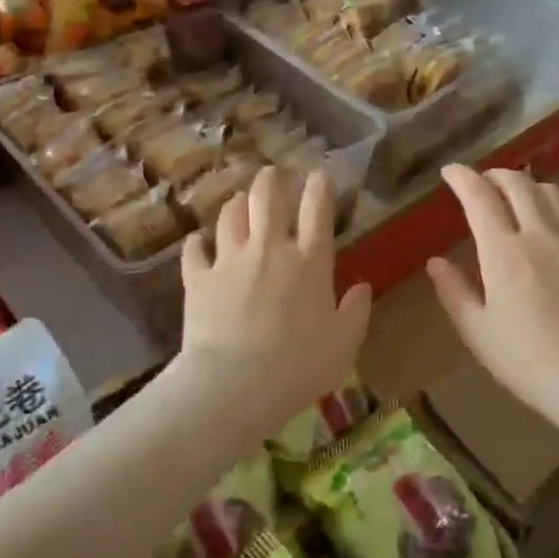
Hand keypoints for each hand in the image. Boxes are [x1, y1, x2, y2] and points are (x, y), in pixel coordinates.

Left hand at [178, 166, 371, 424]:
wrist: (237, 383)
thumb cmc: (300, 366)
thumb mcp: (343, 345)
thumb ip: (356, 312)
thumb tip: (364, 287)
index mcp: (310, 262)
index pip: (317, 212)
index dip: (319, 188)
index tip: (318, 175)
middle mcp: (270, 249)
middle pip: (267, 198)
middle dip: (270, 181)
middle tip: (271, 174)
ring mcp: (230, 260)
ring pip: (230, 216)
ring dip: (236, 204)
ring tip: (238, 202)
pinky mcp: (199, 277)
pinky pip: (194, 250)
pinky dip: (197, 243)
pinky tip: (198, 242)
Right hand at [427, 165, 558, 419]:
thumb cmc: (527, 360)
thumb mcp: (478, 331)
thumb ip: (454, 291)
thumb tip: (436, 262)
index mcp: (503, 250)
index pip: (479, 197)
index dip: (462, 178)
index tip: (449, 171)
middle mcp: (539, 233)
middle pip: (517, 184)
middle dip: (494, 174)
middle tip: (480, 181)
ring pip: (549, 192)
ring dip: (526, 185)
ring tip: (514, 196)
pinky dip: (550, 205)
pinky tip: (546, 225)